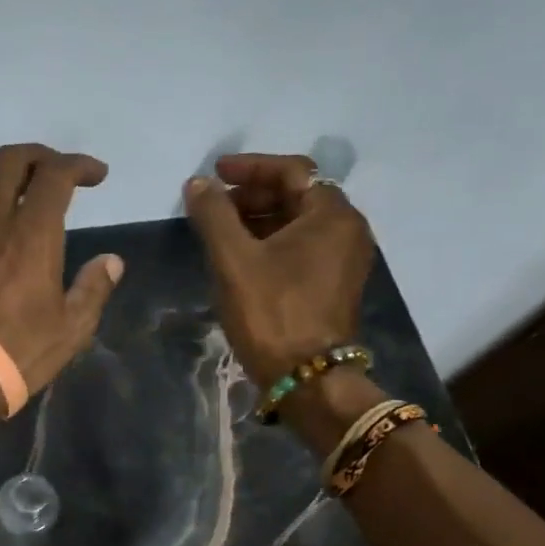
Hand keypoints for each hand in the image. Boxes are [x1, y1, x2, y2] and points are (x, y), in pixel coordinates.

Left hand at [0, 144, 124, 416]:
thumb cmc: (20, 351)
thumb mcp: (72, 327)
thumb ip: (94, 288)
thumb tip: (111, 261)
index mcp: (33, 234)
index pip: (55, 175)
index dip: (79, 164)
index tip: (96, 176)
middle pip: (9, 160)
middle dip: (38, 156)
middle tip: (56, 172)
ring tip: (16, 189)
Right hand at [184, 153, 375, 386]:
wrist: (306, 378)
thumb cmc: (271, 312)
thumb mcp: (234, 259)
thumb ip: (213, 214)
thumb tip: (197, 184)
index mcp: (332, 215)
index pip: (292, 171)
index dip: (250, 167)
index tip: (215, 173)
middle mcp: (347, 231)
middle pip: (297, 195)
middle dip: (252, 194)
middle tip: (214, 205)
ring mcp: (343, 260)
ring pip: (297, 223)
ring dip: (258, 219)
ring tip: (220, 230)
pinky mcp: (333, 285)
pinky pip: (301, 248)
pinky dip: (271, 242)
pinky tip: (240, 257)